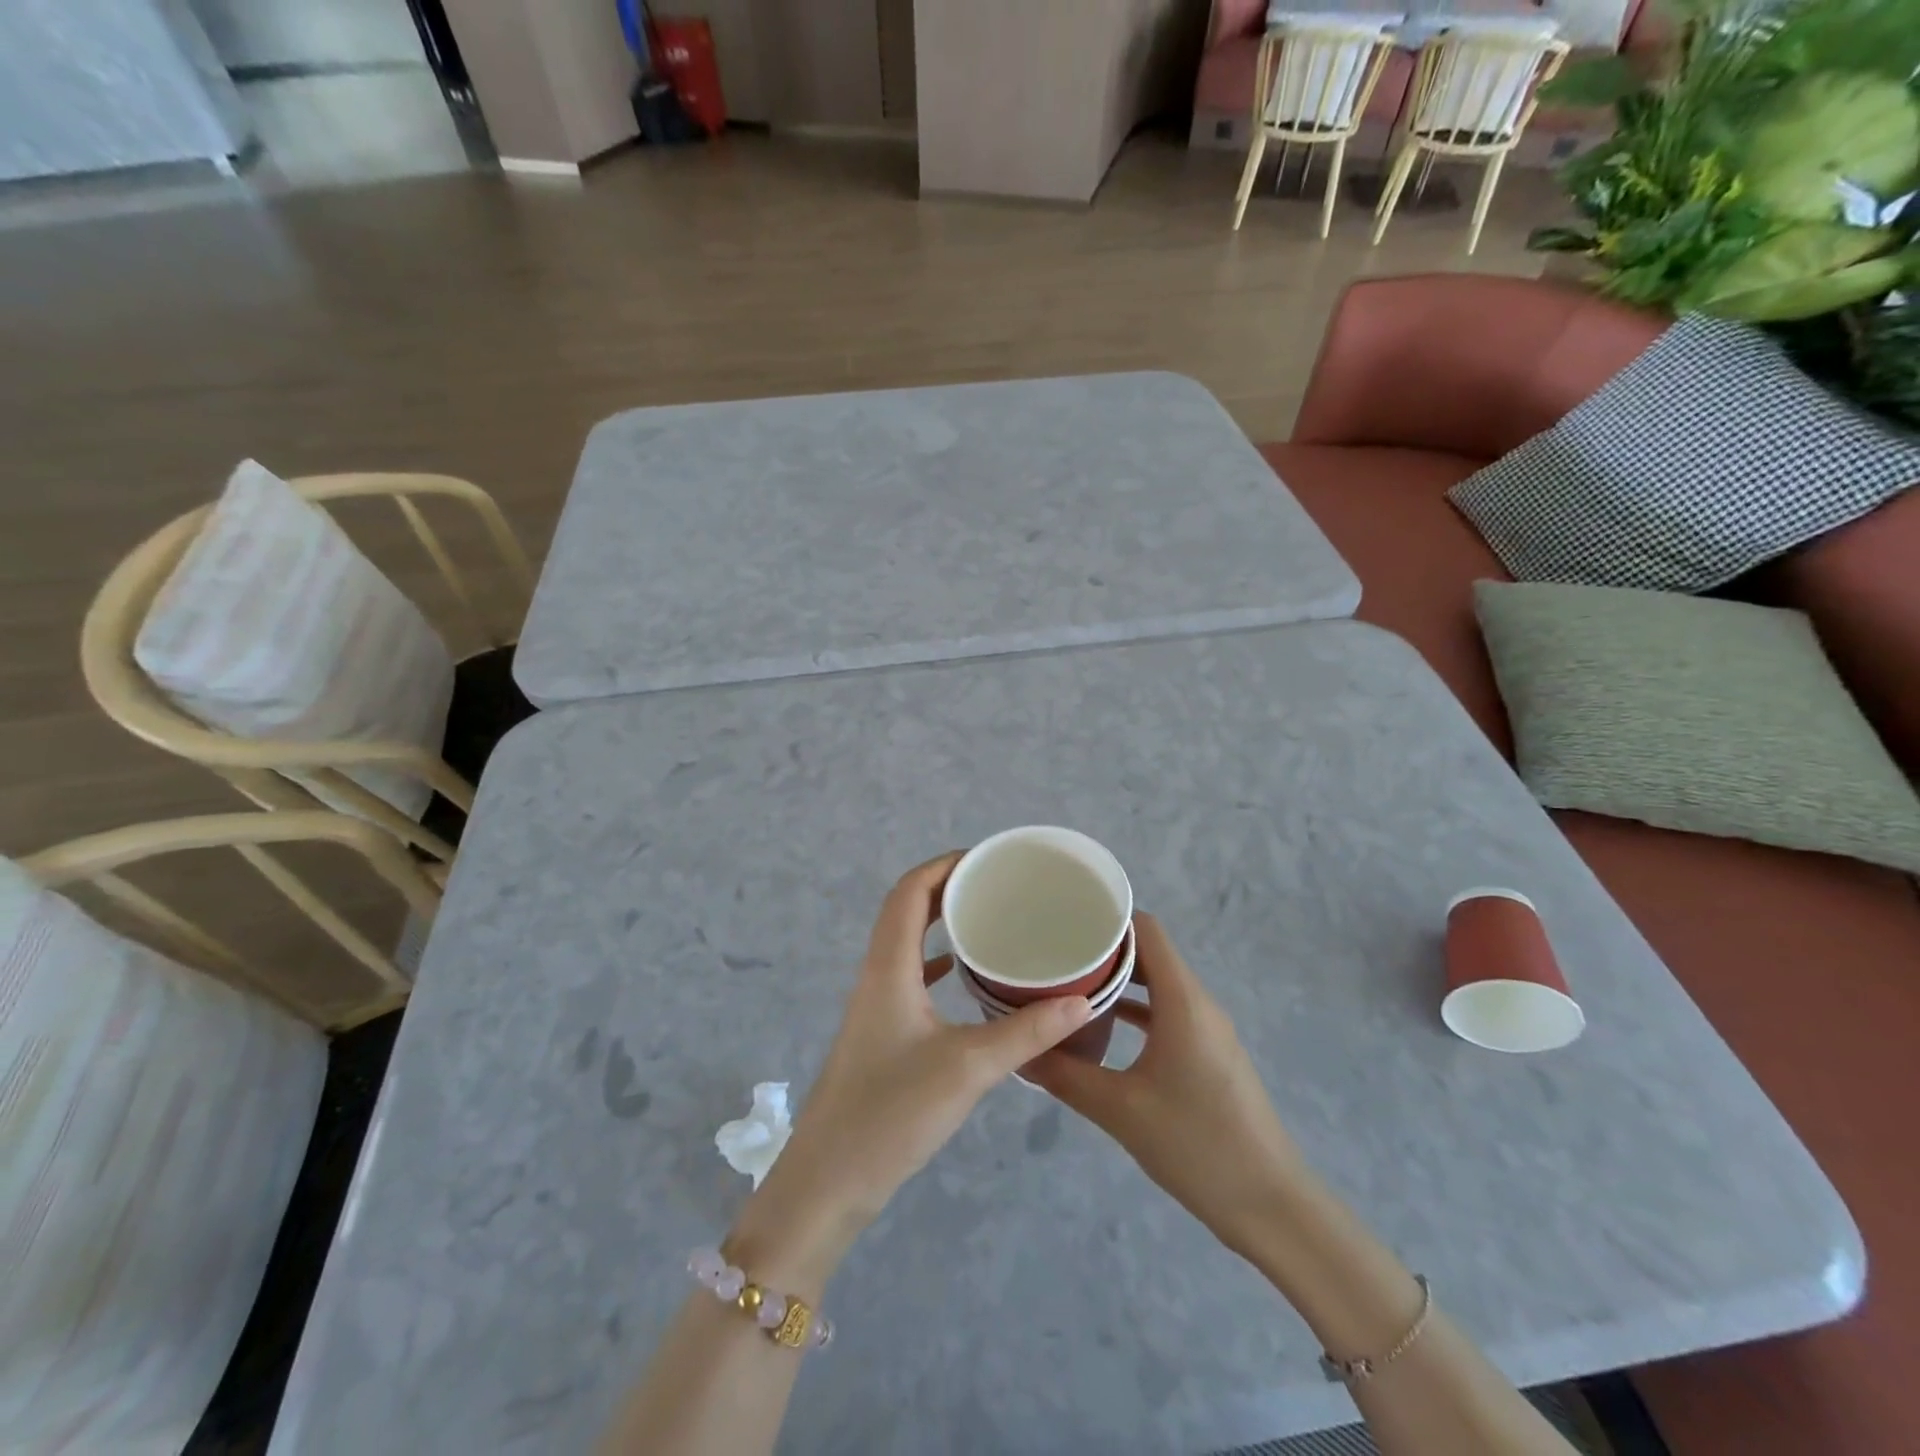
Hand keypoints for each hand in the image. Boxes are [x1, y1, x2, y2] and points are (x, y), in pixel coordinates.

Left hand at [731, 853, 1092, 1286]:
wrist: (828, 1183)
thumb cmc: (891, 1114)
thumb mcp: (968, 1068)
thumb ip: (1026, 1032)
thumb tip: (1082, 1000)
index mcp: (888, 967)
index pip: (909, 891)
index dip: (944, 865)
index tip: (987, 859)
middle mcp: (876, 975)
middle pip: (906, 910)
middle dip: (947, 888)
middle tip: (996, 886)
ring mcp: (874, 1005)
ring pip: (905, 943)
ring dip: (939, 923)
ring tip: (986, 920)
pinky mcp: (879, 1034)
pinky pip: (908, 977)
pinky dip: (934, 963)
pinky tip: (962, 977)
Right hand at [1024, 914, 1305, 1256]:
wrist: (1270, 1206)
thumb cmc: (1197, 1146)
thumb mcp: (1120, 1110)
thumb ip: (1066, 1075)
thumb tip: (1020, 1051)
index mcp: (1182, 1000)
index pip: (1146, 930)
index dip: (1107, 917)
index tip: (1064, 921)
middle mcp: (1198, 1003)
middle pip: (1150, 953)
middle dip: (1103, 949)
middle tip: (1055, 952)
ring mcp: (1207, 1029)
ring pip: (1158, 984)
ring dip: (1118, 981)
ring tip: (1069, 984)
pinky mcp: (1209, 1054)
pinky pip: (1167, 1012)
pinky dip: (1136, 1010)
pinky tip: (1102, 1027)